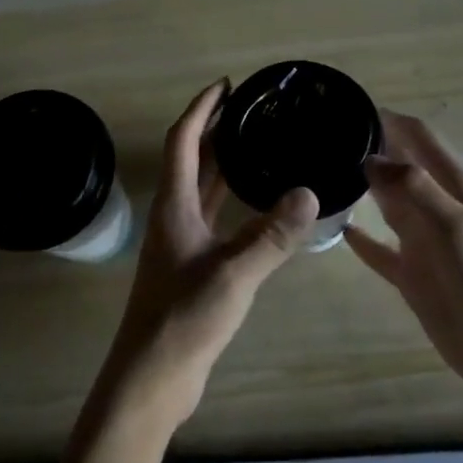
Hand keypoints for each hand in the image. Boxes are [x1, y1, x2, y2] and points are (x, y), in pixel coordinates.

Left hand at [94, 79, 318, 434]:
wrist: (152, 377)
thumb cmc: (183, 319)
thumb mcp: (234, 274)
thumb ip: (271, 236)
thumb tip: (309, 193)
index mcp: (174, 206)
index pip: (183, 141)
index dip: (202, 109)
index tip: (226, 85)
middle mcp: (174, 216)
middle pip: (191, 159)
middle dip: (215, 129)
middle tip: (251, 109)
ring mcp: (181, 242)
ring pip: (202, 188)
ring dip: (222, 162)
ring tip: (257, 143)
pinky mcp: (193, 265)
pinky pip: (214, 216)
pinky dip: (232, 199)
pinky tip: (257, 202)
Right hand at [346, 111, 462, 421]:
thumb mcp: (456, 225)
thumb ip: (414, 187)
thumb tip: (370, 159)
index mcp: (454, 185)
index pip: (417, 136)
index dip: (387, 119)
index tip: (345, 108)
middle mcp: (436, 205)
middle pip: (398, 165)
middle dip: (366, 149)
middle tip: (320, 141)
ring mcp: (423, 241)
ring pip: (386, 202)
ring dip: (360, 187)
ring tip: (319, 176)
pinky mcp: (413, 274)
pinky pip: (380, 248)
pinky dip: (359, 237)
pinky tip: (334, 229)